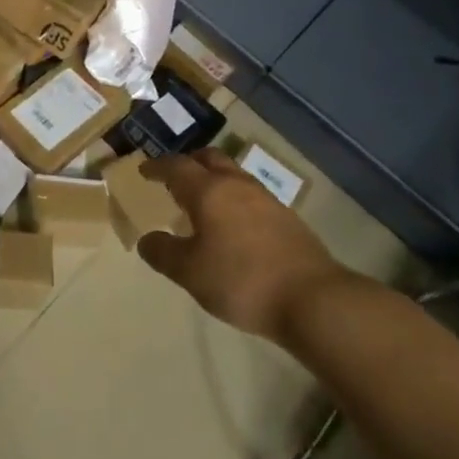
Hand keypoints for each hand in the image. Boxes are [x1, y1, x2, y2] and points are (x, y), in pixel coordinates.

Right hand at [136, 149, 350, 344]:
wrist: (313, 299)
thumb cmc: (242, 280)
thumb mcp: (190, 273)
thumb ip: (164, 253)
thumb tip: (147, 240)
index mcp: (208, 191)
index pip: (176, 167)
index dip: (157, 166)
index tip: (144, 170)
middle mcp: (236, 185)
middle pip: (209, 158)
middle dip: (189, 162)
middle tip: (175, 177)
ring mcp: (266, 199)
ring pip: (233, 175)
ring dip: (214, 179)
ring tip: (203, 200)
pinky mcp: (286, 218)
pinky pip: (250, 196)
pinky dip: (234, 199)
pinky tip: (233, 224)